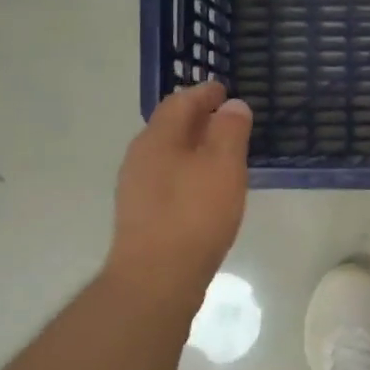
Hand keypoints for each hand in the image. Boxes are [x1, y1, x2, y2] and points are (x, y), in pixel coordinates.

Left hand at [107, 82, 252, 296]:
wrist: (156, 278)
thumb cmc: (194, 215)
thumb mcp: (223, 166)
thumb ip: (229, 131)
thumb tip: (232, 106)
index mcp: (157, 138)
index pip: (180, 102)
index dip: (205, 93)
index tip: (225, 90)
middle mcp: (140, 157)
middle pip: (170, 127)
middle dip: (199, 119)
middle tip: (228, 120)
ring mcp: (137, 188)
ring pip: (169, 154)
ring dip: (194, 147)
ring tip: (223, 154)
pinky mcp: (142, 215)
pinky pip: (168, 179)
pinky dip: (189, 172)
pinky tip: (207, 189)